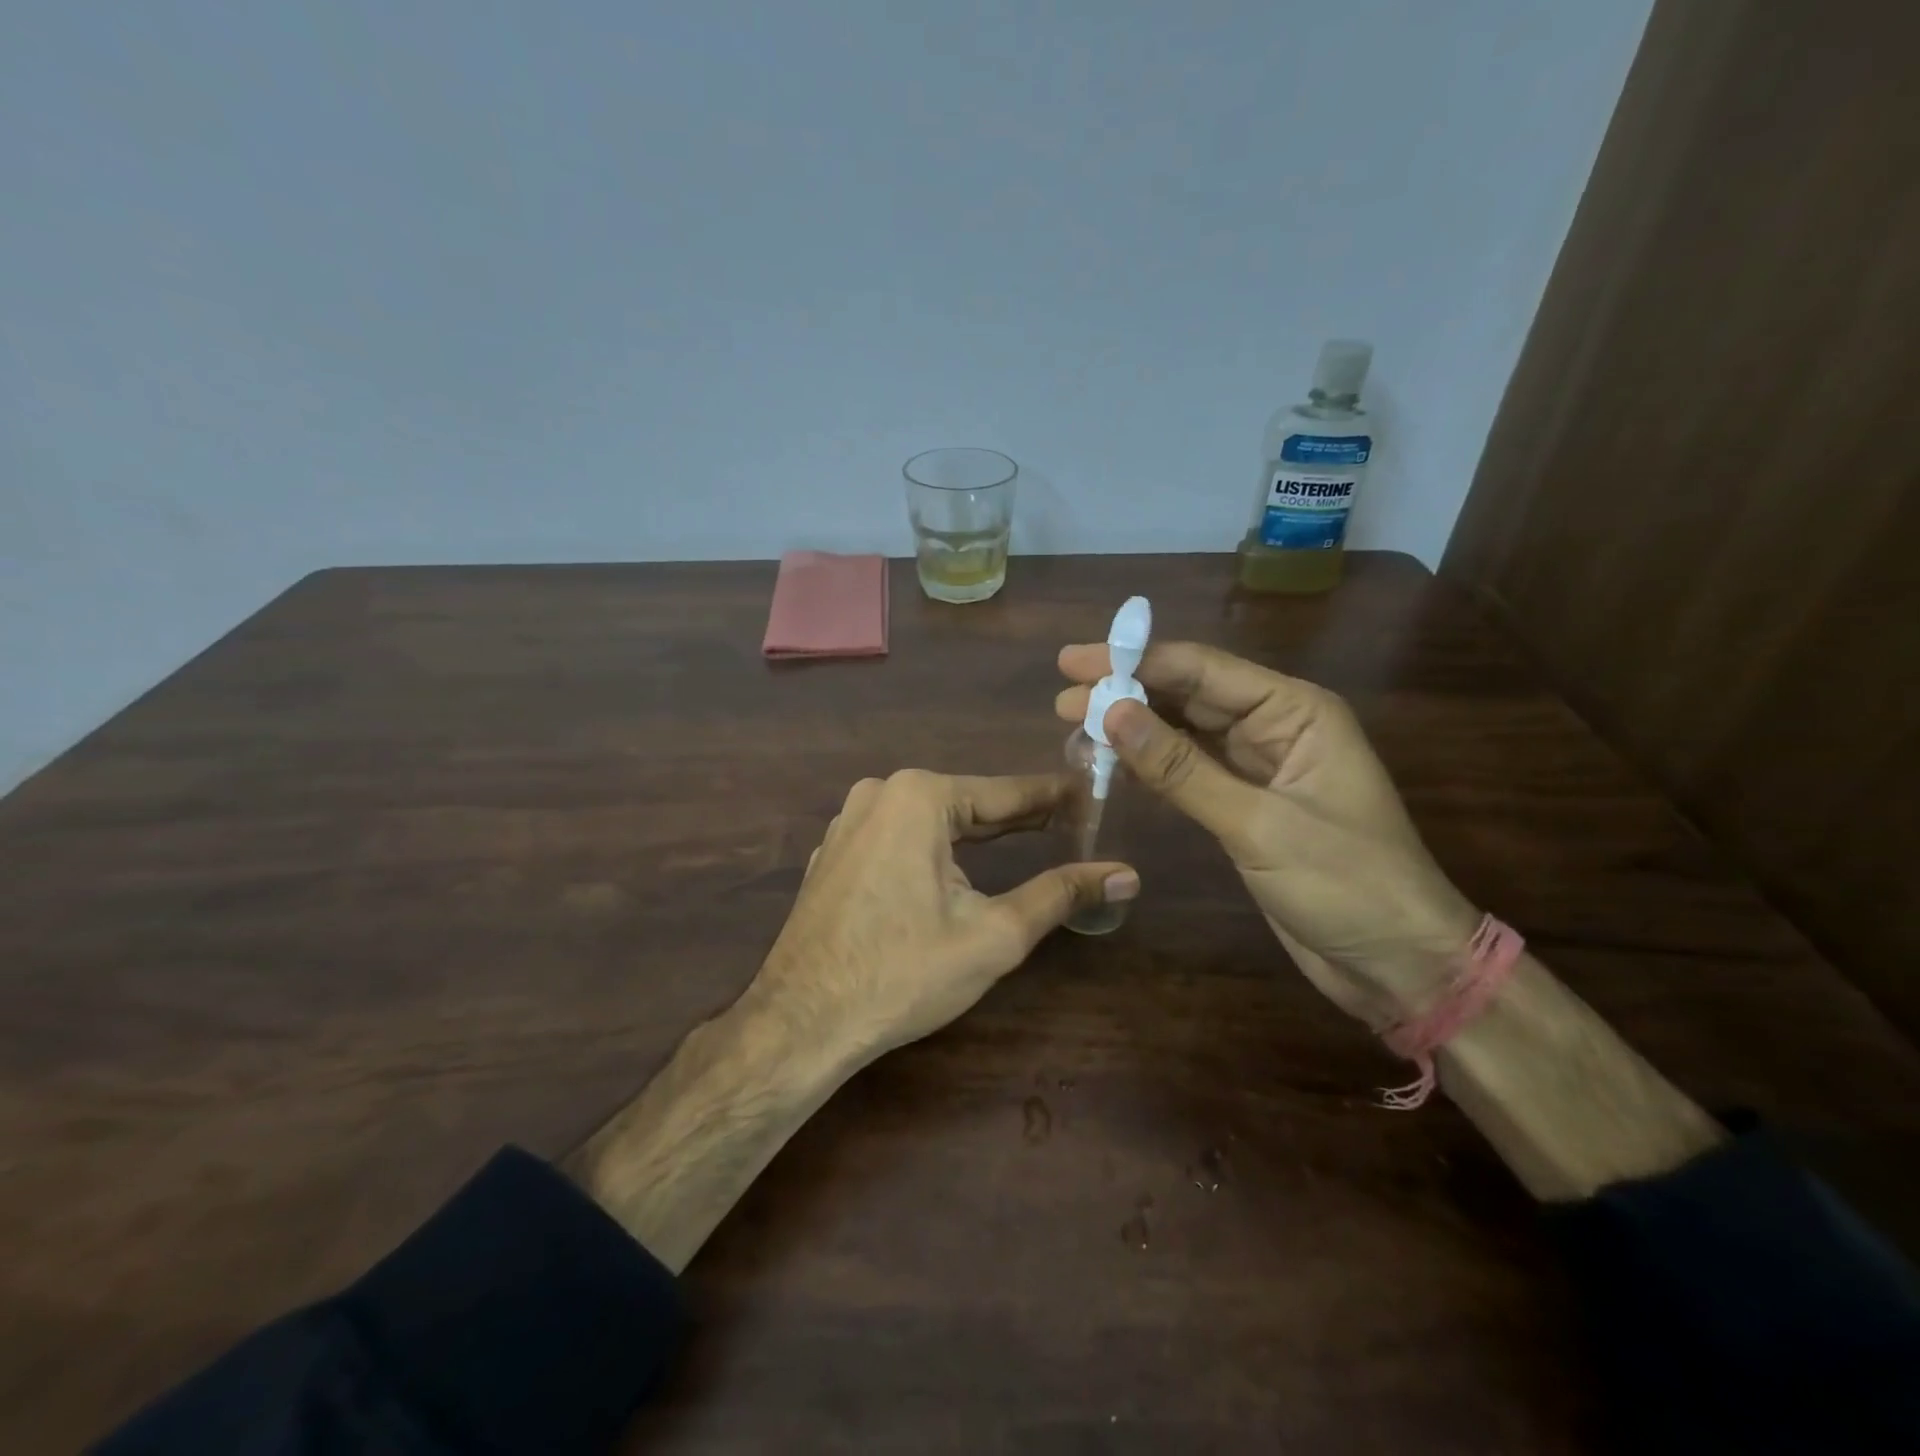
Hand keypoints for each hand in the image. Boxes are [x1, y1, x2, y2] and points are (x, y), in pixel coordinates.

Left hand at [750, 770, 1138, 1063]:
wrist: (801, 1022)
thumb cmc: (903, 973)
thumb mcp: (993, 934)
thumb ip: (1061, 894)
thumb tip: (1126, 874)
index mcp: (918, 797)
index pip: (1005, 793)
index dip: (1052, 798)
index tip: (1090, 794)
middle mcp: (879, 793)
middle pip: (966, 804)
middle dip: (1016, 817)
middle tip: (1069, 823)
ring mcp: (848, 822)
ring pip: (930, 820)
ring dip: (975, 833)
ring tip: (1025, 839)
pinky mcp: (833, 853)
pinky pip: (897, 838)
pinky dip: (932, 849)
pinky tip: (954, 869)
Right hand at [1056, 641, 1475, 1016]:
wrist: (1398, 964)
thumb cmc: (1347, 885)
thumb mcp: (1259, 824)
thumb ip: (1182, 769)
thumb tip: (1113, 712)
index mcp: (1295, 711)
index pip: (1202, 670)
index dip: (1134, 661)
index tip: (1074, 663)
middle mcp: (1275, 727)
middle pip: (1189, 695)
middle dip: (1126, 693)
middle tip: (1062, 699)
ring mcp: (1259, 767)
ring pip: (1184, 732)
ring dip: (1133, 728)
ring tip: (1074, 725)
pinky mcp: (1245, 805)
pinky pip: (1189, 771)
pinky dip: (1150, 766)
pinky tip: (1111, 762)